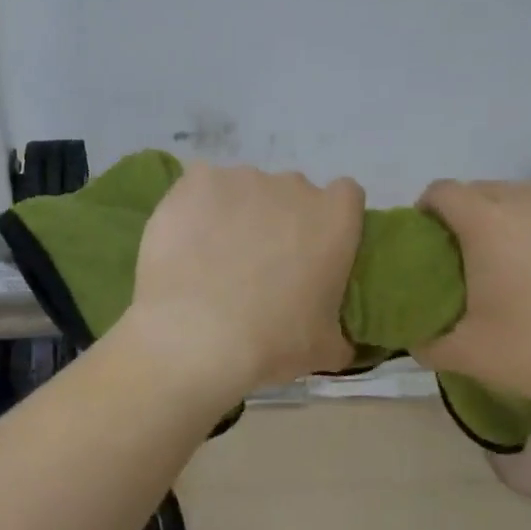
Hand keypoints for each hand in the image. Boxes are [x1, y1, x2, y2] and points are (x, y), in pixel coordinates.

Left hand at [124, 162, 363, 400]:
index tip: (314, 250)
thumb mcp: (325, 351)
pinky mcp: (194, 182)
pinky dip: (195, 209)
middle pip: (292, 193)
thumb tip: (337, 338)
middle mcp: (292, 186)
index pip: (346, 197)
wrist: (194, 335)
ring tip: (212, 258)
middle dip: (280, 220)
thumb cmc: (271, 343)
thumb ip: (339, 332)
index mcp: (334, 219)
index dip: (330, 221)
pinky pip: (200, 188)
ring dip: (237, 214)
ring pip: (244, 190)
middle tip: (260, 265)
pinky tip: (184, 243)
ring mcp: (241, 178)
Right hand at [416, 180, 530, 409]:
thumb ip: (426, 342)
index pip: (442, 192)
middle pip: (487, 188)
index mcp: (489, 224)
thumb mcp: (467, 356)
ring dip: (519, 215)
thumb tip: (414, 336)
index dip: (428, 210)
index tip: (432, 239)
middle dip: (472, 213)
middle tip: (477, 254)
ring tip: (529, 255)